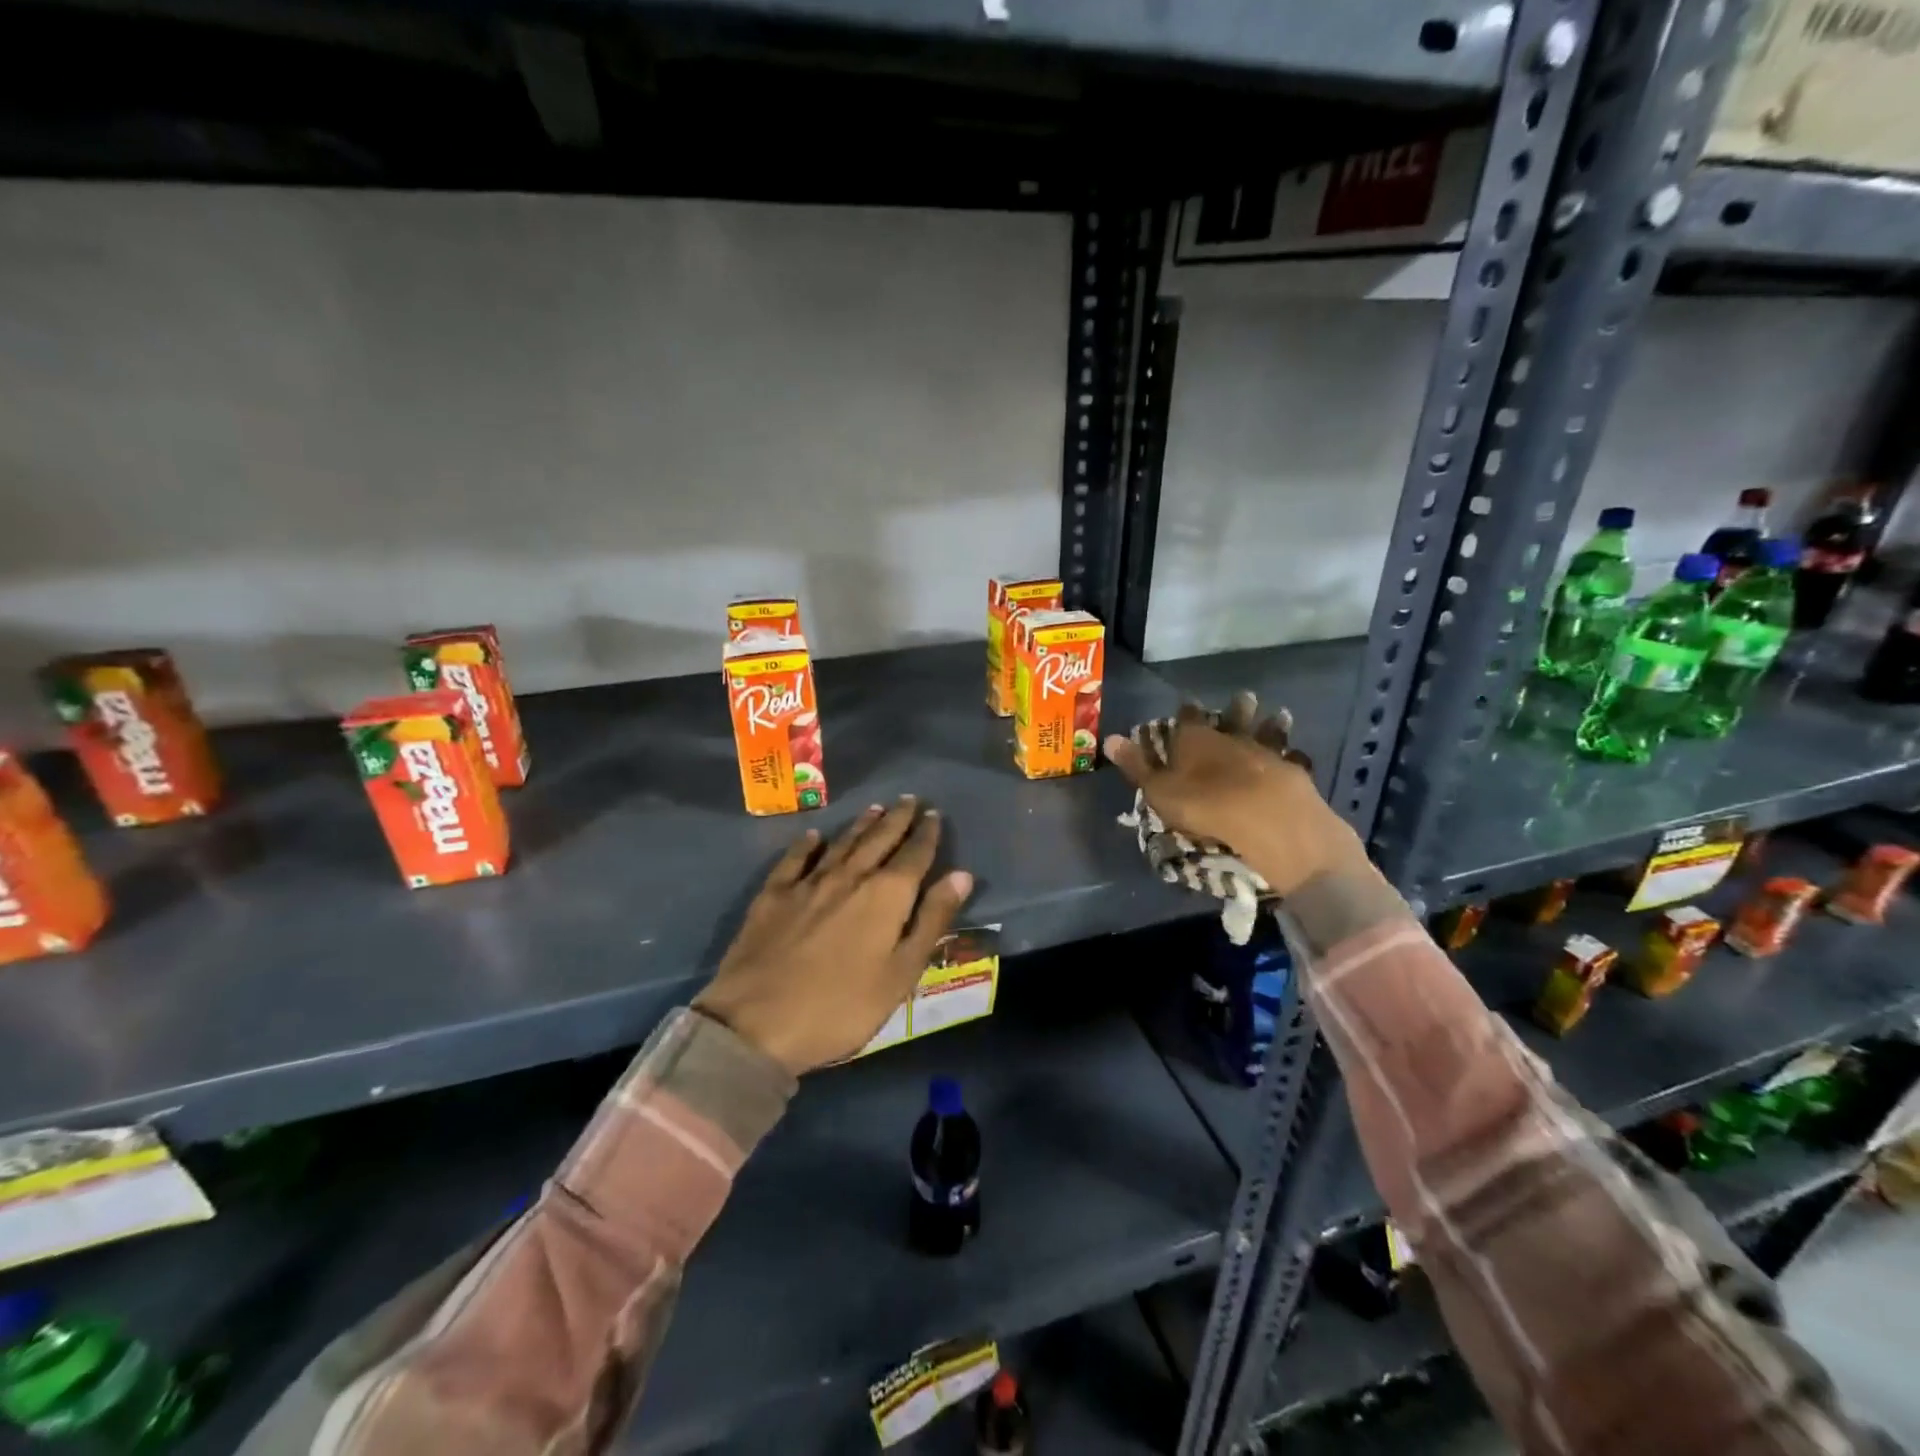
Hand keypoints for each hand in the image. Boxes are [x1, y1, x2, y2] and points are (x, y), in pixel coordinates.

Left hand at [694, 797, 973, 1075]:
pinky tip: (813, 836)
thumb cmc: (841, 1008)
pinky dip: (807, 845)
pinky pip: (795, 859)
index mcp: (886, 896)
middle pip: (879, 840)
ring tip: (876, 808)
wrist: (755, 1023)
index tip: (934, 814)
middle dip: (897, 819)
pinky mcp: (773, 896)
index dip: (927, 834)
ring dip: (861, 824)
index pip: (914, 855)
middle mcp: (850, 877)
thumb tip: (961, 875)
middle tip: (909, 800)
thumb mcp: (901, 974)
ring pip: (842, 844)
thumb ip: (932, 920)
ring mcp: (808, 884)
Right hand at [1103, 698, 1364, 897]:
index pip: (1187, 716)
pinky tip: (1299, 755)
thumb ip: (1136, 765)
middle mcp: (1231, 737)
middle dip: (1237, 708)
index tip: (1187, 704)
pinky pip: (1293, 758)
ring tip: (1280, 714)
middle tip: (1245, 696)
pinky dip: (1294, 756)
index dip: (1186, 710)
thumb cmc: (1202, 804)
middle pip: (1233, 716)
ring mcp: (1265, 752)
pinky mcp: (1292, 771)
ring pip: (1268, 731)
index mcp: (1195, 739)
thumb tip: (1108, 738)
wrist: (1264, 817)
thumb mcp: (1158, 789)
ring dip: (1271, 724)